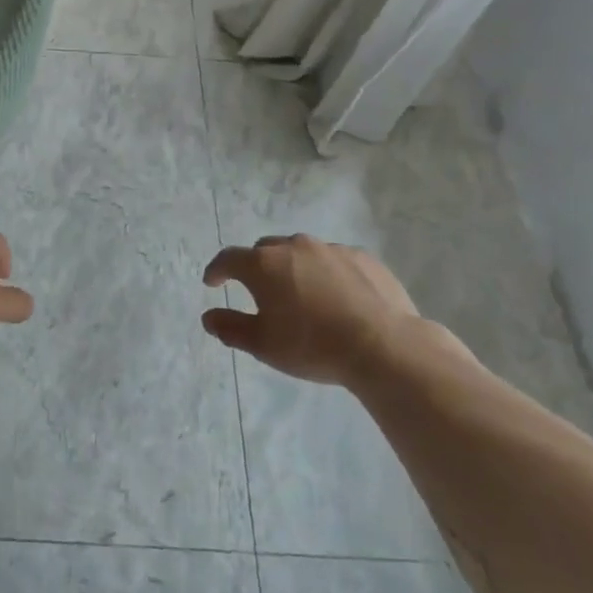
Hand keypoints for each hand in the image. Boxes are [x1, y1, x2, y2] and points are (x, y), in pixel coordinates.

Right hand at [201, 235, 419, 387]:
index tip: (212, 282)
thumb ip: (231, 328)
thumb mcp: (264, 346)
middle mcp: (293, 247)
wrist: (384, 346)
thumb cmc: (313, 345)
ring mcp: (330, 249)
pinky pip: (334, 260)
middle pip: (265, 250)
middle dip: (257, 266)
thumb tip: (208, 317)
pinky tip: (338, 297)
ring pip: (301, 252)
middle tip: (260, 291)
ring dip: (294, 267)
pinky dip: (327, 273)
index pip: (228, 258)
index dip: (217, 270)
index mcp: (263, 265)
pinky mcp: (363, 257)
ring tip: (302, 294)